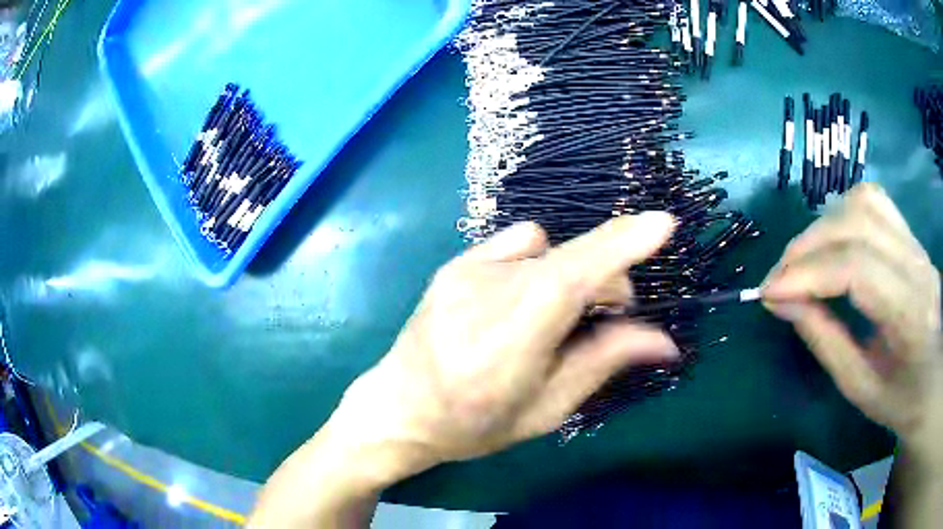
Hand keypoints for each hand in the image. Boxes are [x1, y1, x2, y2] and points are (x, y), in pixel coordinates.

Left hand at [332, 213, 678, 475]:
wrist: (398, 409)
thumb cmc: (473, 425)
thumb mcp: (547, 408)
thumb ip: (605, 361)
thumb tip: (665, 340)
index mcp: (510, 337)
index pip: (574, 275)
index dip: (622, 244)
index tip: (664, 223)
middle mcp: (486, 290)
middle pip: (572, 260)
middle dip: (607, 280)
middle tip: (611, 319)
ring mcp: (466, 269)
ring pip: (550, 251)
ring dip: (572, 275)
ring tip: (556, 316)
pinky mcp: (455, 263)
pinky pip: (519, 244)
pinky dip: (539, 262)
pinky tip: (523, 296)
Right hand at [763, 184, 942, 451]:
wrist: (935, 379)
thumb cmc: (903, 399)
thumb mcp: (861, 388)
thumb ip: (824, 340)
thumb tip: (781, 301)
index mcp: (912, 316)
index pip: (858, 269)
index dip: (809, 273)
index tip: (768, 293)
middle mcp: (917, 265)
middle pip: (857, 225)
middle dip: (807, 248)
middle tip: (777, 281)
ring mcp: (915, 243)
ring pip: (863, 203)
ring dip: (822, 227)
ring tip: (801, 261)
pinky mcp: (910, 234)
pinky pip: (873, 202)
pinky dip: (842, 213)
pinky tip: (831, 242)